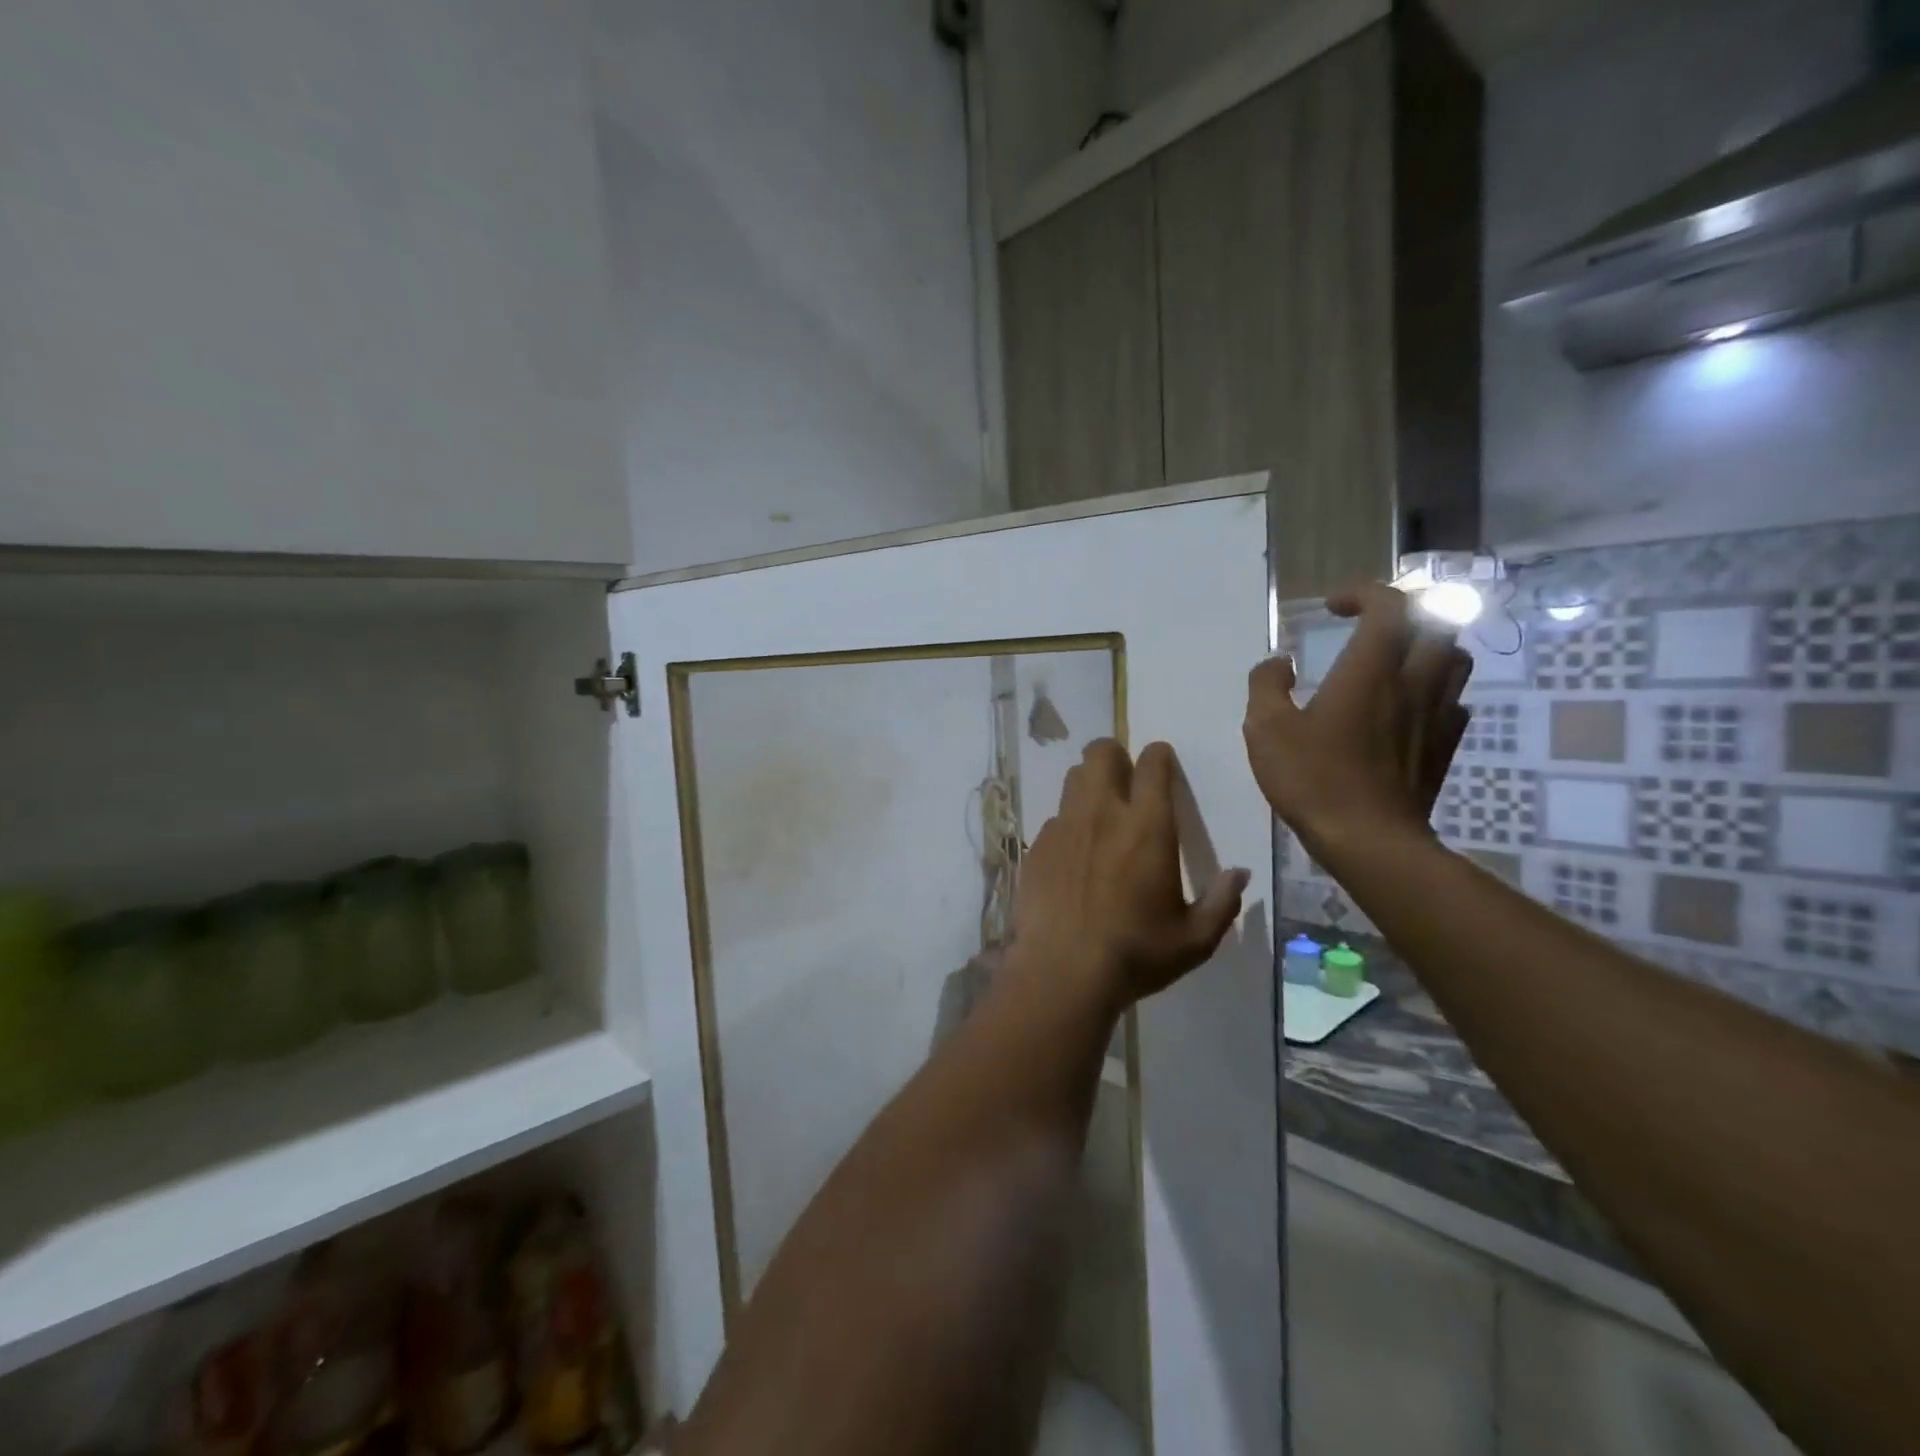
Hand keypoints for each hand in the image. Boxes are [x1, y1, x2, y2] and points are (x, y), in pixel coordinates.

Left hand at [1011, 740, 1248, 1010]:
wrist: (1062, 971)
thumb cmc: (1136, 954)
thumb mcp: (1195, 939)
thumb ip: (1221, 902)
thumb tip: (1239, 874)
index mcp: (1147, 826)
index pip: (1153, 764)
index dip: (1159, 756)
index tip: (1162, 765)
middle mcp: (1102, 813)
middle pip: (1101, 752)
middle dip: (1115, 756)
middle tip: (1126, 781)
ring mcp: (1064, 827)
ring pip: (1073, 778)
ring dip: (1088, 784)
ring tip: (1099, 814)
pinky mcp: (1037, 846)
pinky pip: (1054, 818)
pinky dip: (1067, 825)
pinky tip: (1073, 856)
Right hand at [1244, 582, 1472, 865]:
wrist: (1369, 840)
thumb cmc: (1312, 779)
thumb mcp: (1265, 729)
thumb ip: (1266, 685)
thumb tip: (1279, 663)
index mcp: (1370, 670)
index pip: (1391, 605)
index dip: (1365, 593)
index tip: (1333, 608)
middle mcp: (1413, 682)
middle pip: (1439, 622)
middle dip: (1407, 612)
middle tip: (1372, 625)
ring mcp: (1437, 715)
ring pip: (1455, 658)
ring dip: (1428, 646)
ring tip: (1394, 660)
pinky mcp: (1445, 746)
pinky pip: (1453, 701)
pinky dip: (1434, 690)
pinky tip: (1407, 708)